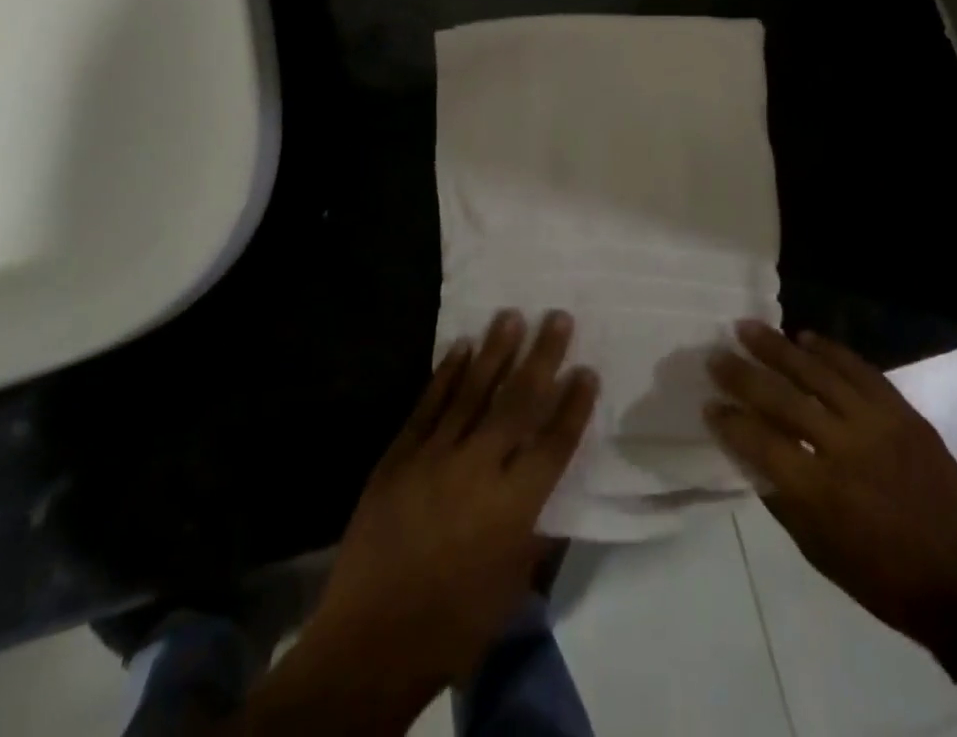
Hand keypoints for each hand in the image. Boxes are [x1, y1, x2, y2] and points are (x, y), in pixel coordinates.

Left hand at [301, 310, 598, 699]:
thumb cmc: (453, 624)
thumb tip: (554, 497)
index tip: (587, 370)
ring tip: (512, 315)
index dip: (573, 405)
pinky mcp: (400, 454)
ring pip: (473, 391)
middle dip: (542, 357)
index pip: (554, 442)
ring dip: (495, 351)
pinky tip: (461, 347)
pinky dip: (447, 373)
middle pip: (518, 402)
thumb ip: (537, 536)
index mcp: (513, 506)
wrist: (370, 641)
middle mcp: (479, 469)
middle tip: (558, 317)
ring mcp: (435, 456)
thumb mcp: (511, 590)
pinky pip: (429, 404)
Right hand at [706, 321, 956, 664]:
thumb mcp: (819, 552)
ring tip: (749, 328)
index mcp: (820, 493)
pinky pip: (861, 370)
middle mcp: (845, 449)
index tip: (709, 404)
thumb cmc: (884, 581)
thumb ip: (780, 497)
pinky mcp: (904, 413)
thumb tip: (748, 451)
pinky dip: (831, 350)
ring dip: (779, 347)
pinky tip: (806, 338)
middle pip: (783, 399)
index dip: (730, 421)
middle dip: (743, 374)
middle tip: (717, 355)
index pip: (760, 442)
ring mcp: (878, 424)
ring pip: (819, 372)